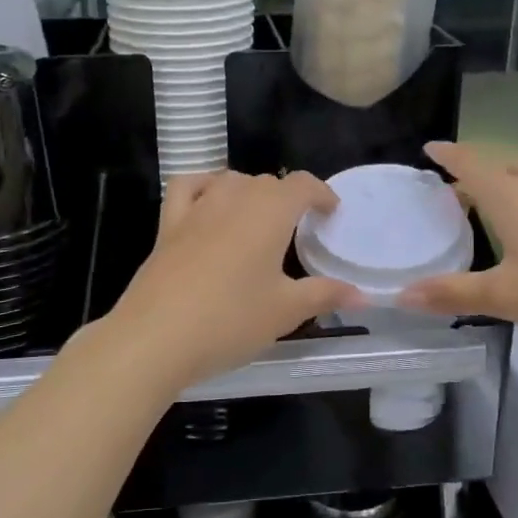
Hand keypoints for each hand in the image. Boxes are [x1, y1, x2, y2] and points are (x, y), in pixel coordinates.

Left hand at [93, 171, 355, 393]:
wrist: (156, 337)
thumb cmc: (230, 320)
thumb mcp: (285, 311)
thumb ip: (324, 295)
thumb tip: (362, 296)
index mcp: (269, 212)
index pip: (302, 185)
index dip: (321, 193)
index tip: (331, 212)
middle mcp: (234, 198)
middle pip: (267, 182)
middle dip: (288, 199)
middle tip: (298, 230)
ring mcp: (197, 208)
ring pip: (230, 180)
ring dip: (250, 192)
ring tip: (259, 219)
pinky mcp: (168, 225)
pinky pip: (188, 188)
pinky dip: (204, 186)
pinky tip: (209, 204)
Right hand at [400, 141, 517, 348]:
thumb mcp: (504, 298)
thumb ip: (452, 294)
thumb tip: (402, 296)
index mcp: (512, 202)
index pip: (473, 167)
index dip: (450, 156)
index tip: (431, 147)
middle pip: (505, 167)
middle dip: (480, 173)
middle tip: (463, 194)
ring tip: (513, 191)